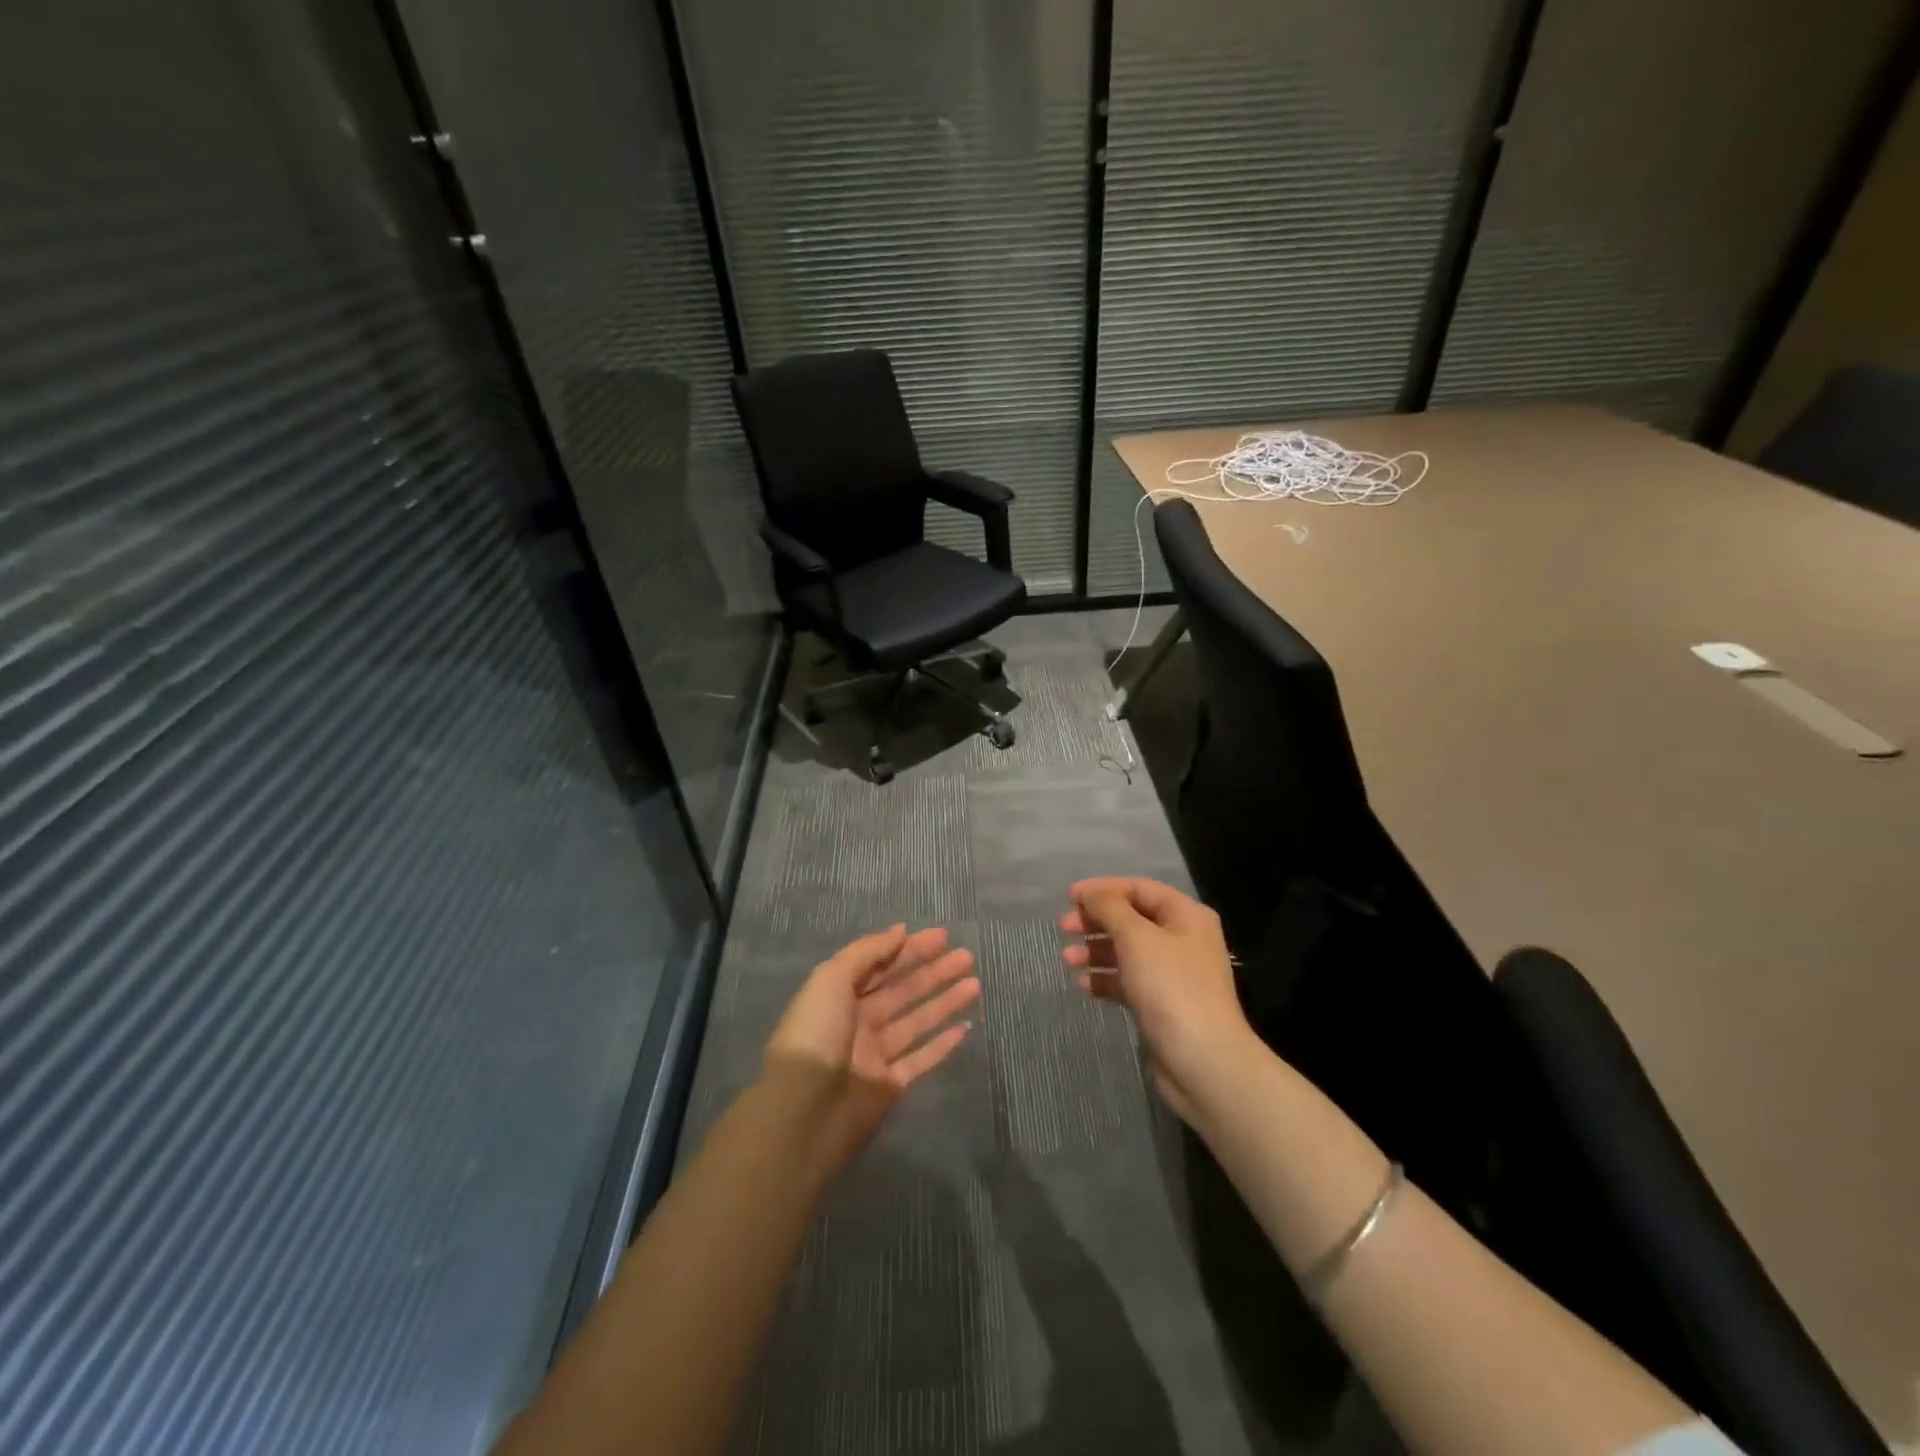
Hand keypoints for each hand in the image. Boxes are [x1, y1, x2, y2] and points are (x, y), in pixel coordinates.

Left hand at [763, 924, 979, 1164]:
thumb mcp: (832, 979)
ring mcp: (875, 1054)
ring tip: (975, 983)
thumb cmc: (815, 1035)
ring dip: (945, 1001)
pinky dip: (942, 1044)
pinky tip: (965, 1027)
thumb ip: (867, 952)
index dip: (911, 949)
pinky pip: (921, 1059)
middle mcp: (858, 1021)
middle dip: (933, 971)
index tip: (943, 936)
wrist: (803, 1111)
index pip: (881, 964)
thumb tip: (900, 932)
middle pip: (902, 989)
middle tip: (966, 956)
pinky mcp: (889, 1086)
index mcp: (840, 994)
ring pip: (917, 1020)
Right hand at [1061, 877, 1253, 1121]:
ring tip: (1067, 960)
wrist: (1202, 1062)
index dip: (1103, 889)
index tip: (1069, 897)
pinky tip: (1084, 985)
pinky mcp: (1162, 1005)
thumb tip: (1092, 894)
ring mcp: (1173, 974)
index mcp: (1186, 916)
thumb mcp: (1137, 938)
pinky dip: (1106, 979)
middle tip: (1064, 928)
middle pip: (1132, 919)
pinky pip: (1128, 981)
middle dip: (1096, 921)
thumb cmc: (1171, 988)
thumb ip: (1110, 908)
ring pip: (1127, 951)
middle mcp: (1183, 940)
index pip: (1139, 889)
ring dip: (1095, 950)